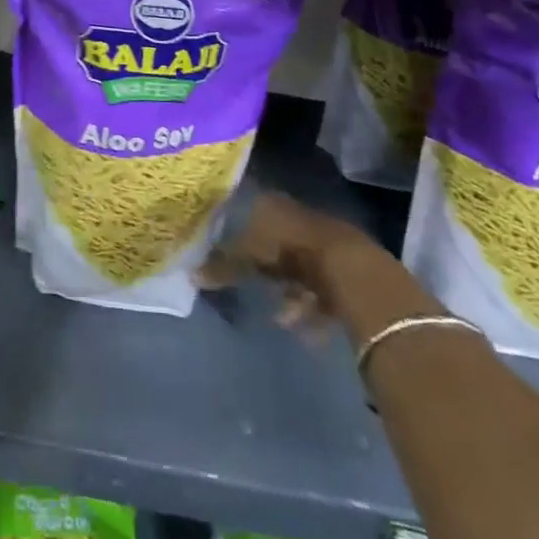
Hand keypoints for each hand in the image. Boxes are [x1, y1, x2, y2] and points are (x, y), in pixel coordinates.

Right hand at [195, 191, 385, 329]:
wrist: (348, 267)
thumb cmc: (289, 251)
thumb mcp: (248, 258)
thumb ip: (222, 266)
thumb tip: (190, 275)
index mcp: (273, 205)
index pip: (252, 213)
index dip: (240, 232)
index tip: (230, 251)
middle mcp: (298, 217)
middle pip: (278, 242)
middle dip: (268, 269)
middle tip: (255, 287)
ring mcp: (325, 240)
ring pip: (301, 268)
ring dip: (291, 295)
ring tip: (282, 319)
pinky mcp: (345, 266)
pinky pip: (323, 289)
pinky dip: (312, 309)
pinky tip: (306, 332)